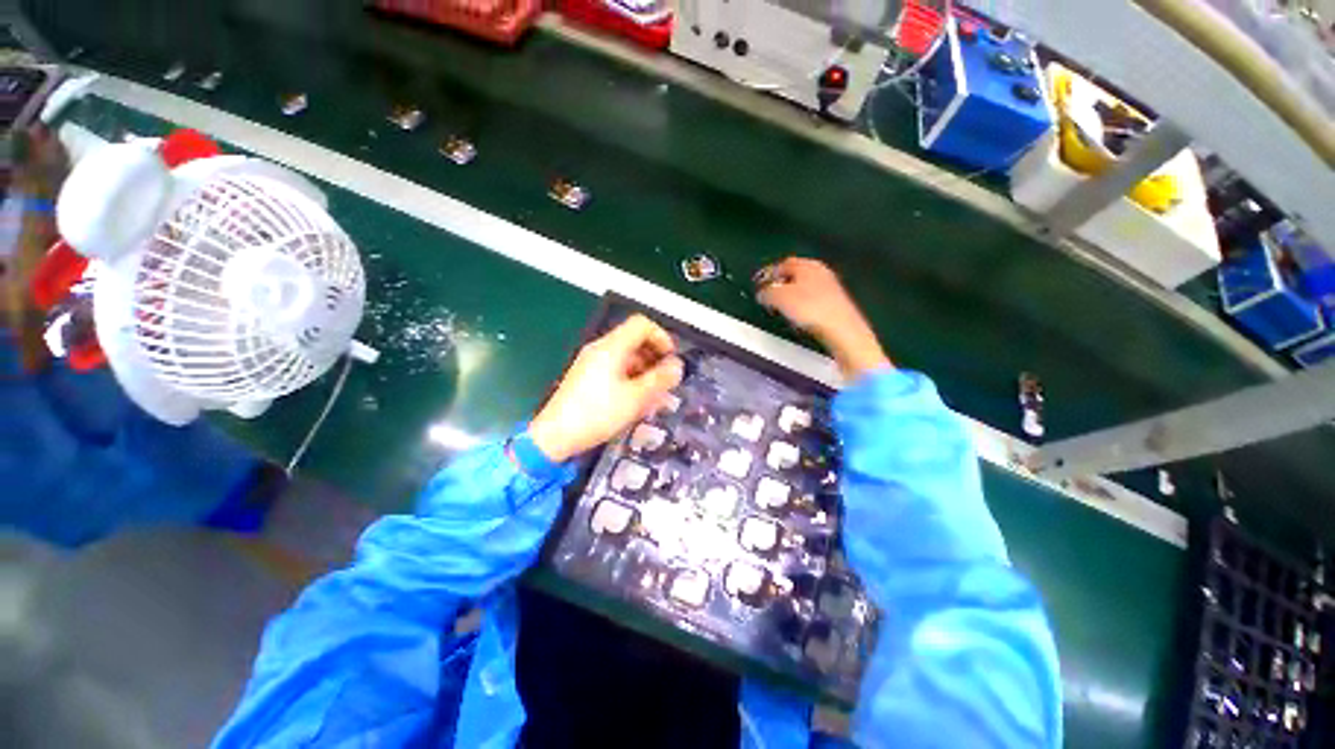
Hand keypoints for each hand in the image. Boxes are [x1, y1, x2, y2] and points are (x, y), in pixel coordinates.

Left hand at [530, 315, 683, 461]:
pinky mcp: (586, 377)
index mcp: (612, 347)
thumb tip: (677, 366)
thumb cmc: (598, 414)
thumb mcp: (636, 398)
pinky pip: (615, 369)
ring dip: (644, 370)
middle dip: (655, 357)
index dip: (661, 337)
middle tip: (666, 379)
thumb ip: (660, 379)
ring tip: (655, 394)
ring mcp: (591, 363)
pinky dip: (630, 378)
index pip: (641, 324)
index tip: (671, 359)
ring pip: (626, 357)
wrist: (555, 436)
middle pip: (634, 340)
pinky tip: (636, 400)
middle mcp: (600, 349)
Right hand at [757, 257, 890, 378]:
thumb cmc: (812, 309)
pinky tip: (798, 316)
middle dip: (780, 284)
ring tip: (781, 307)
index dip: (769, 274)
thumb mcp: (780, 298)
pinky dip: (801, 305)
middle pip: (794, 275)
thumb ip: (767, 293)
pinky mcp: (834, 303)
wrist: (840, 328)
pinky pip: (812, 300)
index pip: (783, 264)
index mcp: (807, 265)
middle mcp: (821, 272)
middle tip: (769, 295)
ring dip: (790, 296)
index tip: (759, 283)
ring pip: (803, 288)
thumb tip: (762, 293)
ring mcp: (829, 287)